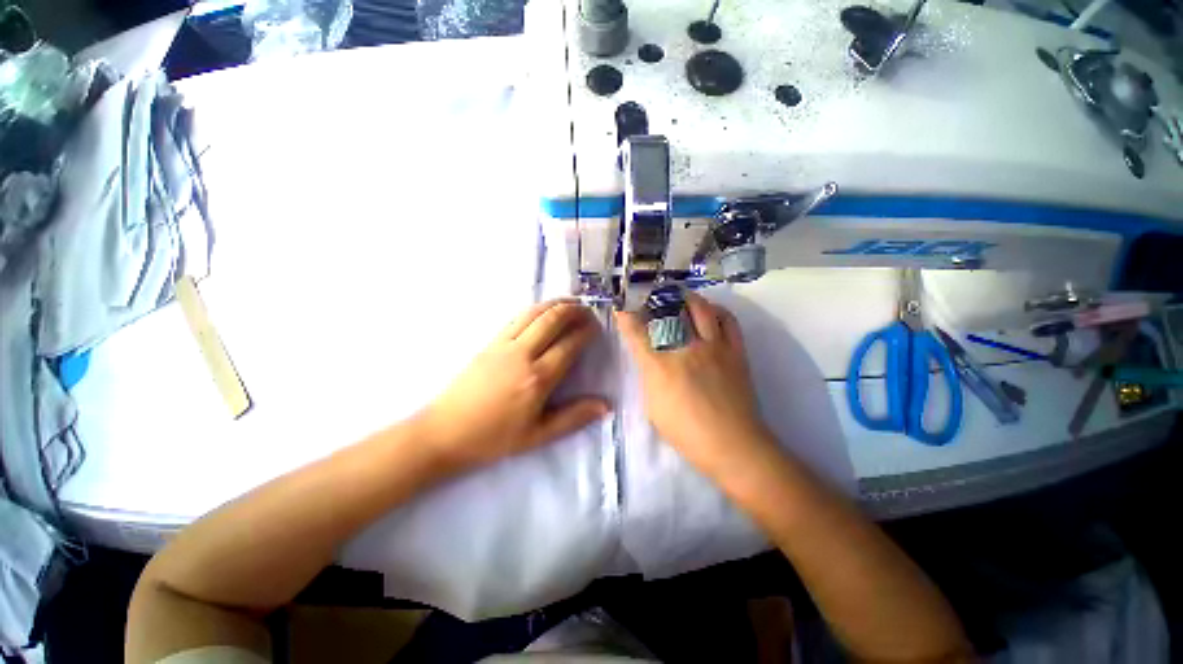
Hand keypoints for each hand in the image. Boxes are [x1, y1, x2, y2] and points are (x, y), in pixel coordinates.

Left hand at [419, 300, 609, 473]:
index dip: (586, 332)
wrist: (445, 432)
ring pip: (534, 313)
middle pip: (552, 320)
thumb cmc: (494, 438)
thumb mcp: (538, 435)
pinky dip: (535, 309)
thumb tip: (606, 406)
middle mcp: (522, 354)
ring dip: (555, 304)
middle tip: (588, 310)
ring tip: (571, 302)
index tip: (598, 327)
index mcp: (538, 378)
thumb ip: (574, 418)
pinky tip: (543, 311)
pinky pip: (517, 317)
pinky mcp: (490, 342)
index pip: (569, 345)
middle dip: (574, 310)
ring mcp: (503, 345)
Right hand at [616, 292, 773, 474]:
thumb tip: (649, 359)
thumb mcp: (653, 408)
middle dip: (655, 299)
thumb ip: (649, 377)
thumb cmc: (686, 432)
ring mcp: (713, 347)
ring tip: (679, 296)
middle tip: (650, 296)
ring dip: (686, 297)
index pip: (636, 333)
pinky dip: (717, 310)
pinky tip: (709, 311)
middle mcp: (685, 350)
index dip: (626, 316)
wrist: (733, 444)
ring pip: (700, 308)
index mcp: (660, 367)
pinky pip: (728, 321)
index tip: (621, 307)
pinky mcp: (735, 351)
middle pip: (668, 312)